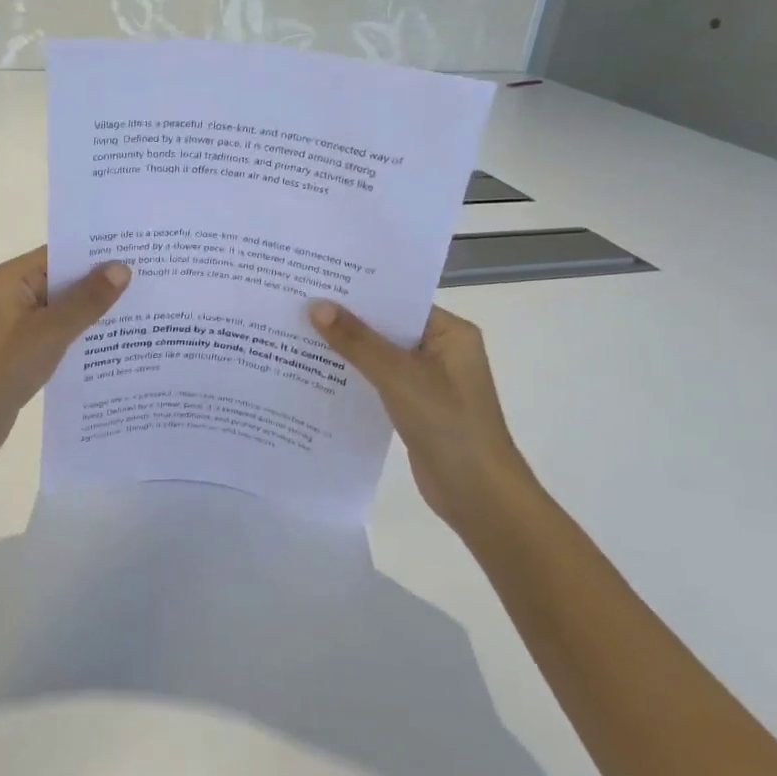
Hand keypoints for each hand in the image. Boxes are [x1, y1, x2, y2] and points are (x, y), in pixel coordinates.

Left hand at [0, 247, 131, 473]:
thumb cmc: (2, 366)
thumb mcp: (50, 330)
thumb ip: (87, 300)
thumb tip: (122, 267)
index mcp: (14, 278)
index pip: (62, 252)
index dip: (99, 250)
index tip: (140, 250)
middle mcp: (15, 294)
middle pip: (65, 279)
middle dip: (104, 281)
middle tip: (152, 278)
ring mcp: (18, 325)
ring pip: (65, 309)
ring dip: (96, 311)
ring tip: (145, 309)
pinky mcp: (24, 352)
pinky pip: (59, 334)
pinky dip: (83, 336)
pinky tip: (117, 343)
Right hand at [308, 302, 534, 529]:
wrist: (478, 496)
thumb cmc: (448, 424)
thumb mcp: (399, 376)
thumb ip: (357, 341)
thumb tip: (316, 305)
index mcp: (450, 333)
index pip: (399, 300)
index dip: (360, 290)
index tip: (318, 278)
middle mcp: (441, 350)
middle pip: (387, 326)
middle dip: (347, 318)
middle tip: (299, 301)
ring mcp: (429, 380)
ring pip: (380, 355)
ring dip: (347, 349)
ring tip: (298, 331)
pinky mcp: (415, 406)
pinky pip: (379, 380)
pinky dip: (354, 376)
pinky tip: (317, 371)